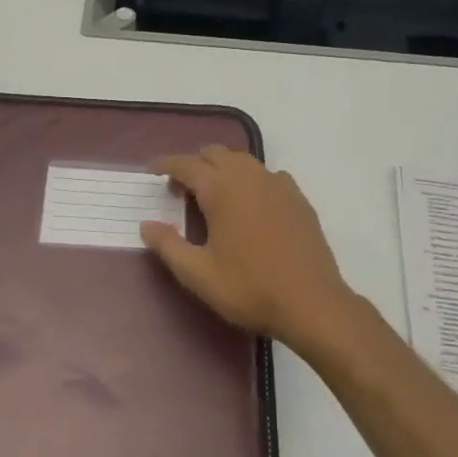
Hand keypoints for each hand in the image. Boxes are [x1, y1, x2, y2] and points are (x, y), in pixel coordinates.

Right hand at [141, 147, 358, 348]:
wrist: (311, 302)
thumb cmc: (249, 288)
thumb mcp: (198, 274)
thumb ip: (168, 246)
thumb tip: (146, 225)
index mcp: (222, 189)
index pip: (187, 164)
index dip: (167, 165)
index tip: (152, 171)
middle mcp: (250, 177)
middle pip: (216, 154)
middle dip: (194, 164)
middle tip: (180, 189)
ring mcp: (279, 185)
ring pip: (243, 161)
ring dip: (223, 169)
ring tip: (213, 195)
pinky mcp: (298, 199)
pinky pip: (268, 176)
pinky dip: (251, 180)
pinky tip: (250, 204)